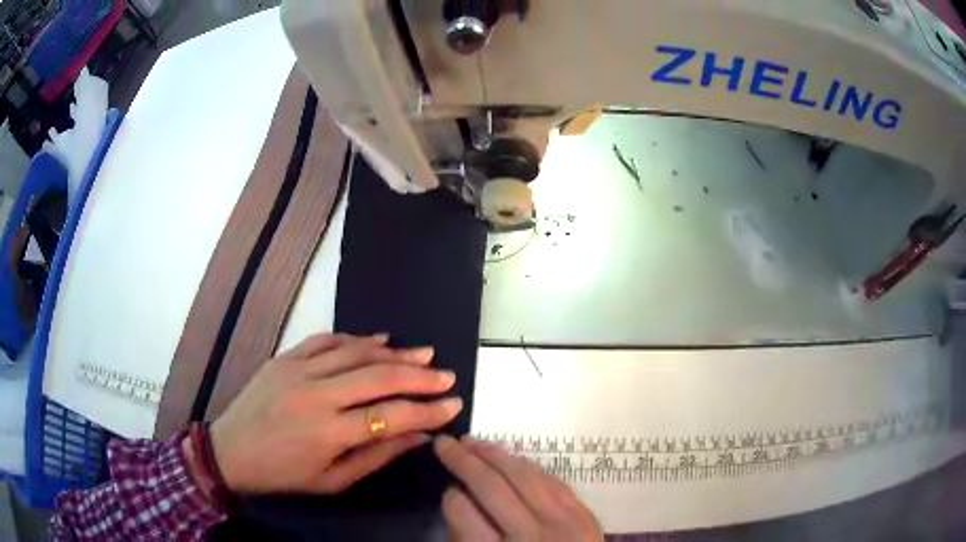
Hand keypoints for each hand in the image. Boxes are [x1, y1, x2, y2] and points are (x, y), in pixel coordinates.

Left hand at [210, 333, 462, 493]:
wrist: (230, 451)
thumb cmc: (283, 474)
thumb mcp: (332, 481)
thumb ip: (376, 456)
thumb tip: (418, 437)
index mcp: (327, 432)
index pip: (390, 416)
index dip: (427, 411)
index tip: (453, 405)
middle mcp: (315, 394)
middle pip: (378, 376)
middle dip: (419, 375)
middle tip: (446, 375)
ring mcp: (297, 369)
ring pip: (356, 353)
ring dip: (394, 352)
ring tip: (423, 352)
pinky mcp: (285, 357)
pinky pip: (327, 340)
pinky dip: (356, 339)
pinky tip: (379, 339)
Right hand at [434, 435, 601, 540]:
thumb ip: (465, 537)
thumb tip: (457, 498)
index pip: (463, 512)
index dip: (451, 496)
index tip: (448, 489)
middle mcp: (530, 535)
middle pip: (491, 487)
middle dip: (463, 460)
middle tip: (444, 443)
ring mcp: (563, 522)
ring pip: (523, 475)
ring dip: (494, 454)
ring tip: (473, 442)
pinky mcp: (584, 514)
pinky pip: (552, 480)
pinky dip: (528, 466)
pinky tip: (512, 458)